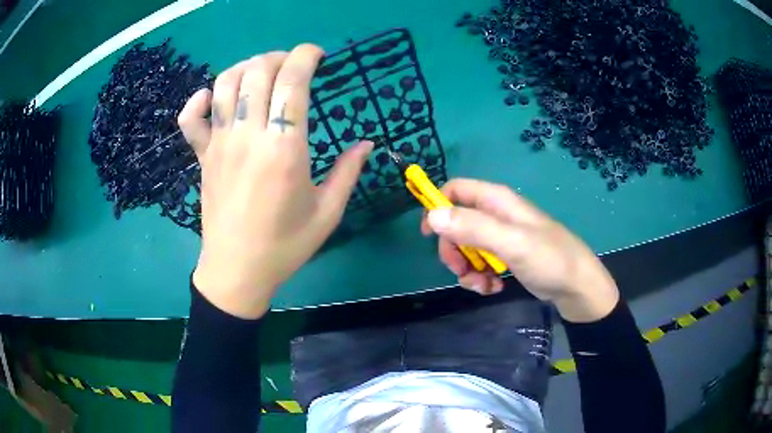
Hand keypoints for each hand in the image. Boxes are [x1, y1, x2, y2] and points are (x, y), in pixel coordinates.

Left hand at [178, 45, 372, 318]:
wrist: (236, 271)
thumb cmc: (284, 246)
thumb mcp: (327, 213)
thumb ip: (349, 172)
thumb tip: (367, 143)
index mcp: (285, 149)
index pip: (292, 81)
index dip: (307, 57)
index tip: (319, 55)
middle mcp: (249, 137)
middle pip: (258, 72)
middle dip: (280, 57)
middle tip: (294, 67)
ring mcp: (220, 144)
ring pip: (225, 83)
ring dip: (246, 67)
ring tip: (262, 74)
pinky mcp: (202, 155)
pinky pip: (190, 118)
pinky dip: (199, 100)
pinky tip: (213, 97)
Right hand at [421, 179, 618, 321]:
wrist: (577, 287)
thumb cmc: (549, 258)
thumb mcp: (511, 242)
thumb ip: (473, 227)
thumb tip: (433, 216)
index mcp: (497, 201)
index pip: (455, 190)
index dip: (437, 206)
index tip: (428, 234)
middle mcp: (496, 214)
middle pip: (456, 223)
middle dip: (453, 249)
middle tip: (461, 270)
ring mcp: (501, 237)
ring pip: (466, 247)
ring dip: (467, 269)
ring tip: (483, 286)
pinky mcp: (505, 256)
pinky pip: (480, 263)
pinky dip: (480, 277)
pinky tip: (493, 288)